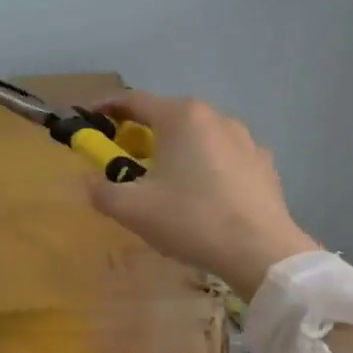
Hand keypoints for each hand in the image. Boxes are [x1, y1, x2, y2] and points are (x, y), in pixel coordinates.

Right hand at [89, 92, 320, 299]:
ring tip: (165, 178)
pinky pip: (224, 157)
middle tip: (124, 157)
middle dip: (141, 132)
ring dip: (176, 149)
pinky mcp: (264, 165)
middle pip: (168, 116)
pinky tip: (203, 194)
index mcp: (180, 117)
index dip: (106, 107)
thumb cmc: (190, 219)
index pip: (133, 100)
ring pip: (198, 136)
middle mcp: (214, 117)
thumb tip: (87, 181)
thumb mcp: (132, 209)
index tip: (89, 118)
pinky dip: (205, 166)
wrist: (261, 252)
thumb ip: (100, 190)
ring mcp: (245, 139)